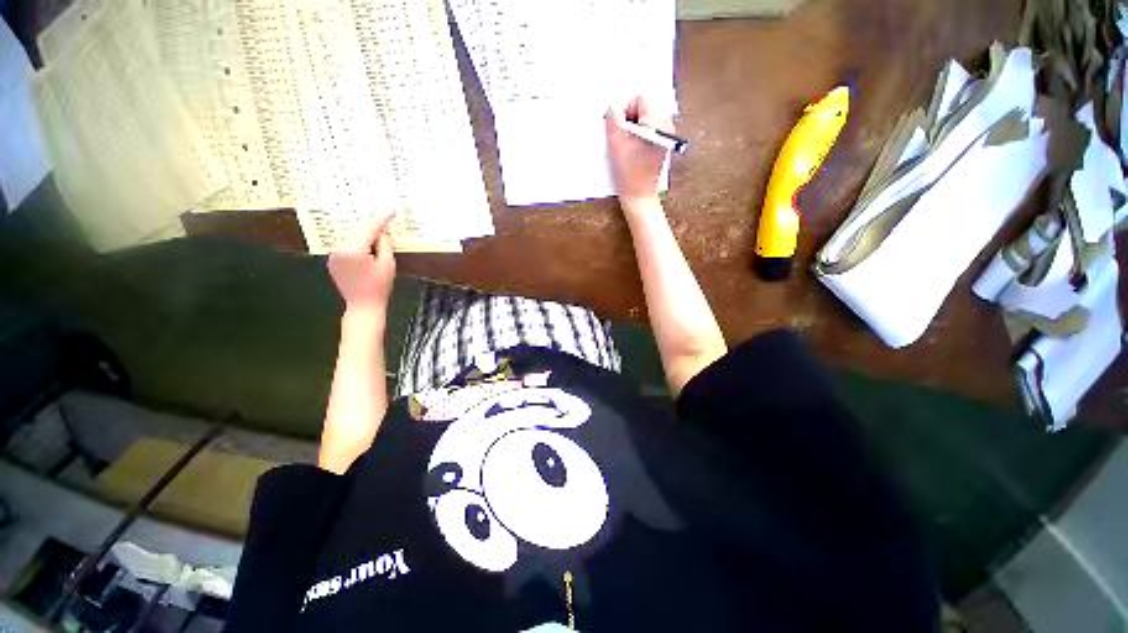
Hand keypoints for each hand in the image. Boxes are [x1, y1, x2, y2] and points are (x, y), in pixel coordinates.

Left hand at [328, 215, 395, 317]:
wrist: (364, 305)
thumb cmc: (380, 286)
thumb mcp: (388, 264)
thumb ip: (385, 245)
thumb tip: (383, 232)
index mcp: (353, 250)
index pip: (369, 229)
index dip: (381, 220)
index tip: (391, 211)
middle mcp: (339, 250)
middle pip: (357, 230)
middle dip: (372, 225)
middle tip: (385, 219)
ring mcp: (334, 255)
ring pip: (351, 237)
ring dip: (364, 233)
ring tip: (378, 231)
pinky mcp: (334, 261)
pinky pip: (347, 246)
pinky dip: (357, 242)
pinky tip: (367, 243)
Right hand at [606, 97, 674, 210]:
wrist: (639, 196)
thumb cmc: (628, 172)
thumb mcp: (616, 144)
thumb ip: (613, 120)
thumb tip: (613, 108)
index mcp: (657, 123)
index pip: (638, 101)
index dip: (625, 113)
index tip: (620, 132)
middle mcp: (666, 126)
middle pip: (643, 110)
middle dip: (630, 122)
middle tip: (623, 141)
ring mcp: (666, 135)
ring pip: (645, 121)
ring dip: (633, 130)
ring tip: (628, 148)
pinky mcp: (663, 144)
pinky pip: (649, 131)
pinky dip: (639, 137)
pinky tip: (634, 152)